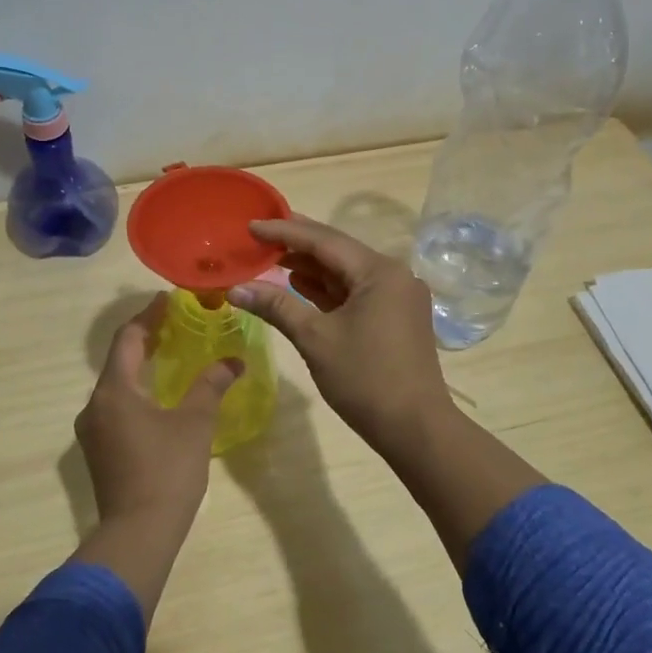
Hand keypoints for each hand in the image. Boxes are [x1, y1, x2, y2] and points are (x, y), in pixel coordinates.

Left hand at [75, 293, 242, 527]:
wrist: (138, 533)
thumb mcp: (195, 422)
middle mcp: (95, 405)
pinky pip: (115, 407)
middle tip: (174, 324)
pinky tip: (158, 397)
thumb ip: (212, 385)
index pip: (128, 339)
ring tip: (169, 355)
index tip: (167, 300)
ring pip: (116, 385)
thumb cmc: (168, 470)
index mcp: (114, 391)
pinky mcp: (98, 451)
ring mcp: (92, 431)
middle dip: (145, 339)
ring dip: (140, 367)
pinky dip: (136, 391)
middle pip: (119, 360)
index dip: (148, 316)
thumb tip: (234, 361)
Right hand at [230, 215, 453, 451]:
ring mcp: (397, 296)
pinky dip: (327, 290)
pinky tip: (300, 285)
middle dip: (297, 245)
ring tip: (271, 258)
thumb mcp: (315, 339)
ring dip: (311, 267)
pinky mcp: (396, 316)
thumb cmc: (365, 379)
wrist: (415, 428)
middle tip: (259, 236)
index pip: (324, 240)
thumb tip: (236, 288)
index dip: (284, 231)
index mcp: (379, 271)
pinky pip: (356, 292)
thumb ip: (276, 306)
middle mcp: (394, 275)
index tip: (251, 224)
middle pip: (337, 252)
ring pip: (346, 273)